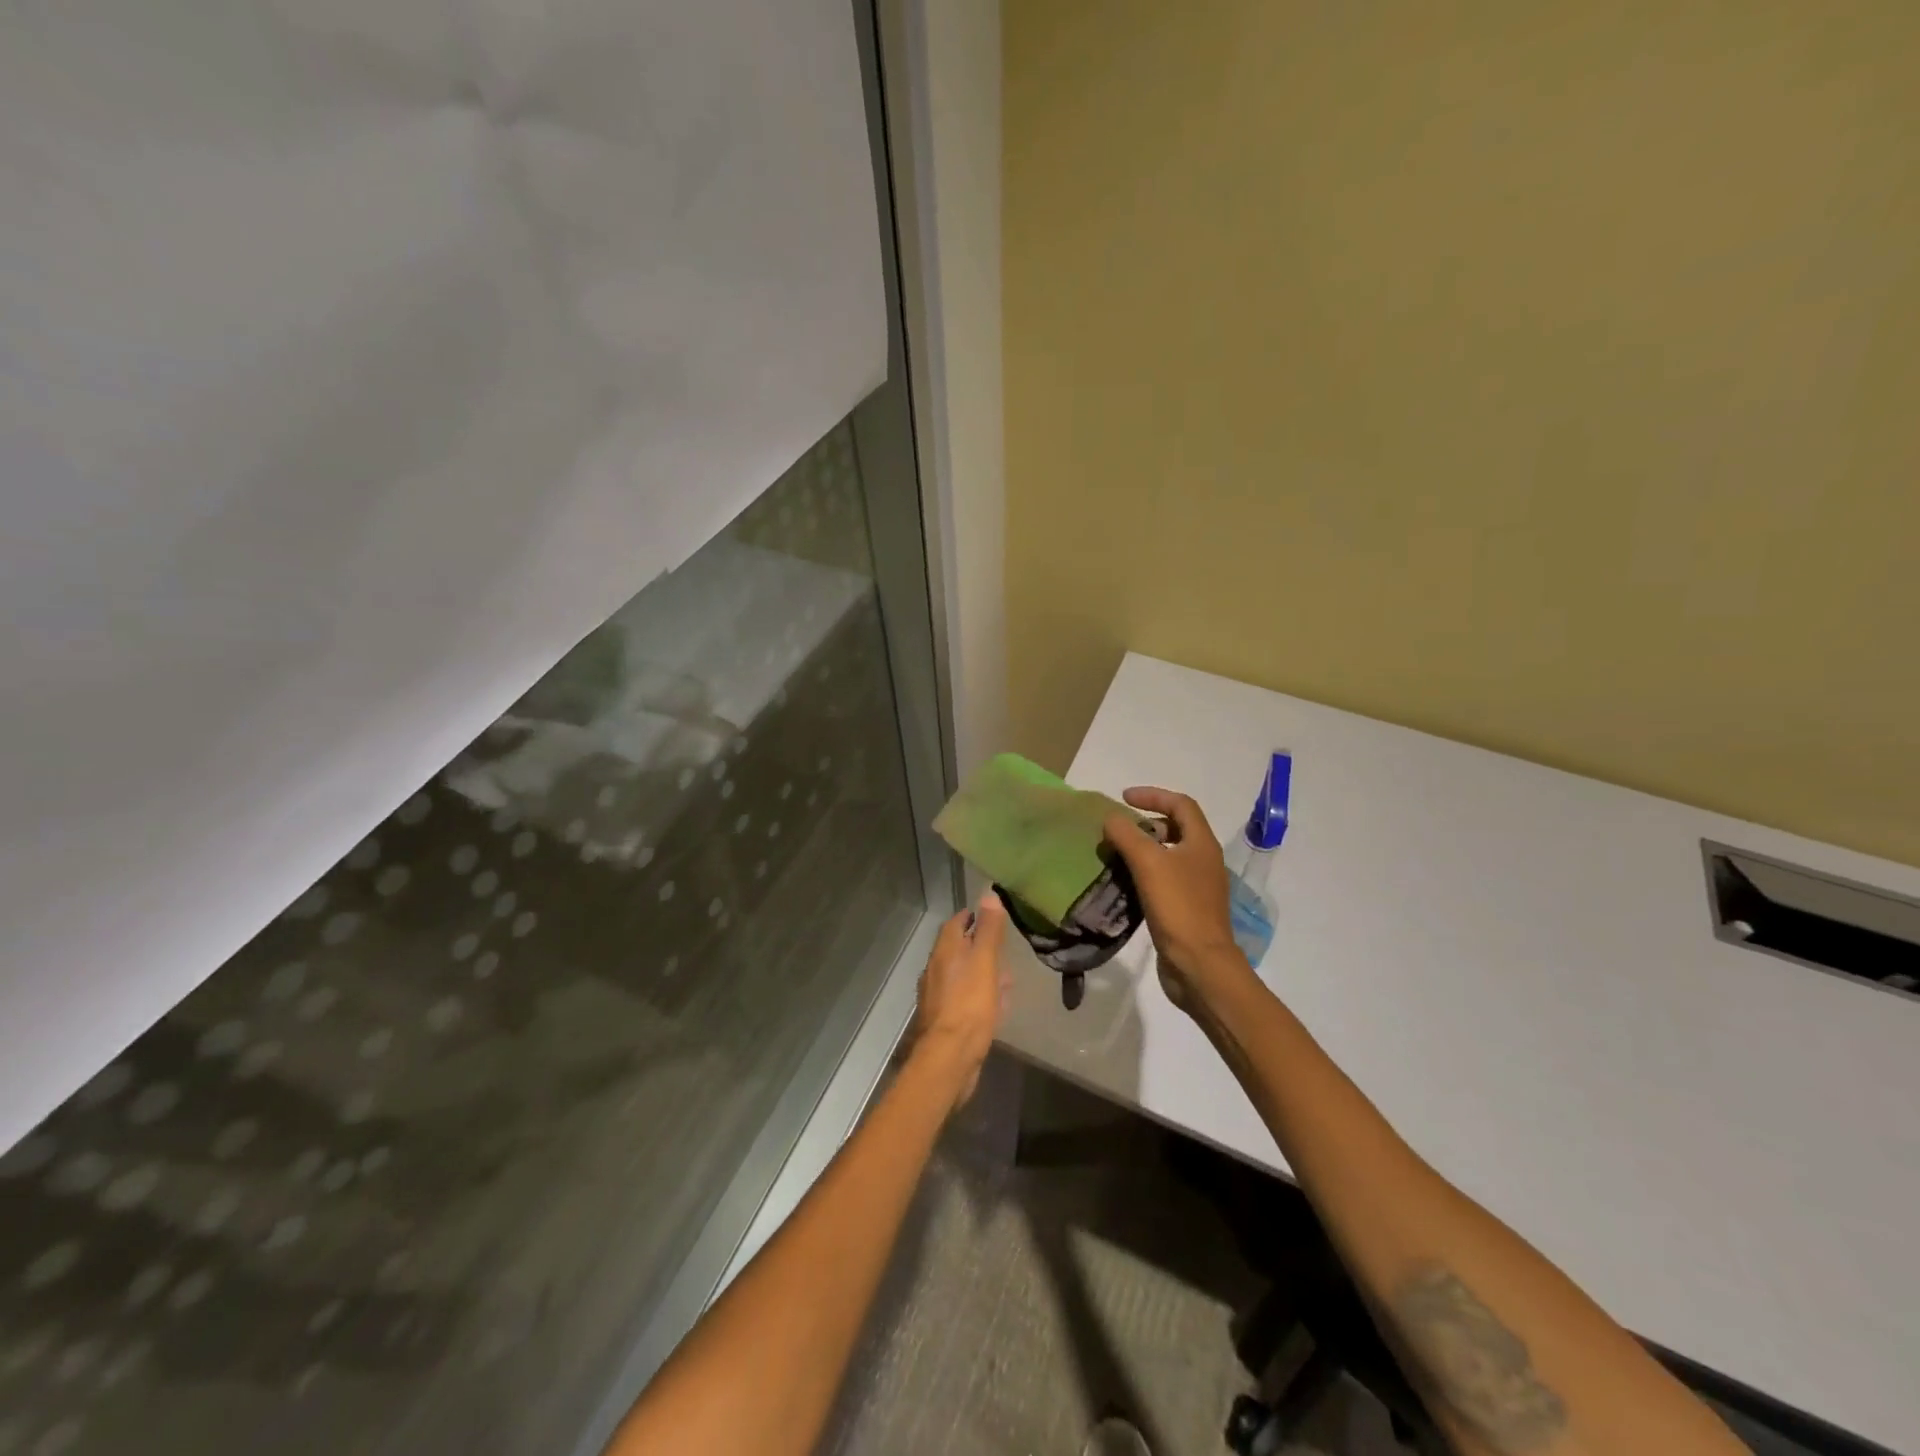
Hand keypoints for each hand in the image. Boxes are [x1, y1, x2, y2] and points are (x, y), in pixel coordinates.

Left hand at [910, 891, 1010, 1108]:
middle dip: (977, 946)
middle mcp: (936, 971)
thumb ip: (988, 930)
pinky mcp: (946, 1021)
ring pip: (962, 976)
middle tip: (1000, 945)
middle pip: (957, 950)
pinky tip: (997, 1006)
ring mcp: (939, 998)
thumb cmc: (969, 1004)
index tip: (988, 914)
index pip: (954, 924)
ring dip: (981, 972)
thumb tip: (989, 893)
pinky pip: (965, 1000)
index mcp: (943, 953)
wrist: (950, 1057)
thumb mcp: (984, 962)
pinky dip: (980, 995)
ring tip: (1005, 976)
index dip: (971, 917)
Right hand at [1101, 787, 1253, 1012]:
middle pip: (1177, 829)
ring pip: (1169, 856)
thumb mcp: (1148, 863)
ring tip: (1116, 853)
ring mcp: (1197, 887)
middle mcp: (1203, 860)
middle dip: (1147, 823)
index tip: (1123, 798)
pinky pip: (1164, 880)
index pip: (1181, 804)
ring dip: (1143, 849)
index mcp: (1201, 843)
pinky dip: (1144, 874)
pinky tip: (1124, 884)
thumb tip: (1111, 819)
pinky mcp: (1187, 909)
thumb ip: (1127, 835)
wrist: (1199, 965)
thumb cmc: (1178, 907)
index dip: (1153, 795)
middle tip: (1119, 829)